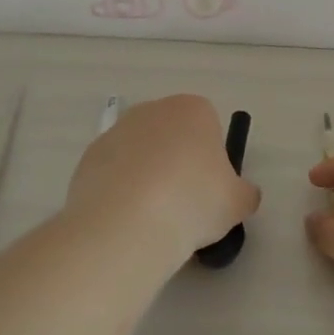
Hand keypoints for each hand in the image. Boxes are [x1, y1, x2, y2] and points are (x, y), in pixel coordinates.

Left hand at [65, 95, 259, 263]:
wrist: (126, 224)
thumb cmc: (193, 202)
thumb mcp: (238, 203)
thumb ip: (245, 193)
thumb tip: (242, 195)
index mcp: (193, 110)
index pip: (209, 126)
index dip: (212, 159)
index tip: (210, 190)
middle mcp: (153, 111)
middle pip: (172, 135)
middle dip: (178, 163)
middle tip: (184, 205)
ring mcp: (116, 131)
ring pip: (141, 154)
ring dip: (148, 177)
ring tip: (153, 219)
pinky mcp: (88, 158)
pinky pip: (114, 173)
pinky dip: (121, 192)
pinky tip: (126, 220)